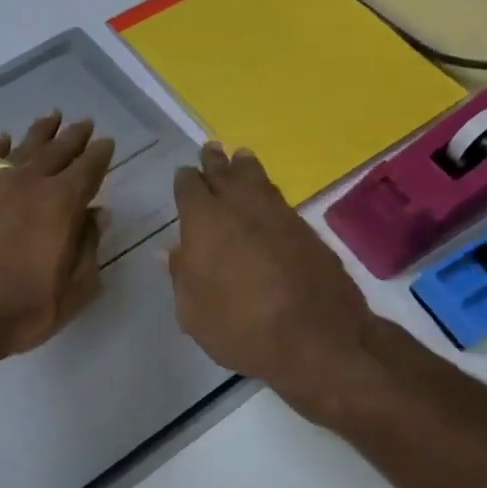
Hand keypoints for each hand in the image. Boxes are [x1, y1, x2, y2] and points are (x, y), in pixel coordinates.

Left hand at [0, 113, 115, 369]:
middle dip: (74, 137)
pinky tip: (2, 140)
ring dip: (40, 132)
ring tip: (52, 117)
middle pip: (57, 151)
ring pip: (21, 148)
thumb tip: (97, 214)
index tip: (106, 143)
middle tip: (84, 123)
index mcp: (61, 204)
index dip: (100, 155)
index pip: (88, 169)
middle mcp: (28, 184)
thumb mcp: (69, 293)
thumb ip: (88, 250)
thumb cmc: (15, 311)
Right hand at [169, 142, 376, 416]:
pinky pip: (279, 199)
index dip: (186, 181)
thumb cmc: (240, 328)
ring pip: (257, 179)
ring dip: (245, 167)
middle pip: (225, 173)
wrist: (315, 337)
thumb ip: (182, 277)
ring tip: (241, 158)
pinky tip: (266, 198)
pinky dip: (268, 192)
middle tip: (211, 149)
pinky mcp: (306, 230)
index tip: (185, 177)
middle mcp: (241, 207)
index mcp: (205, 222)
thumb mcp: (194, 313)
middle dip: (215, 162)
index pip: (190, 188)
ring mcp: (279, 215)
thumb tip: (171, 252)